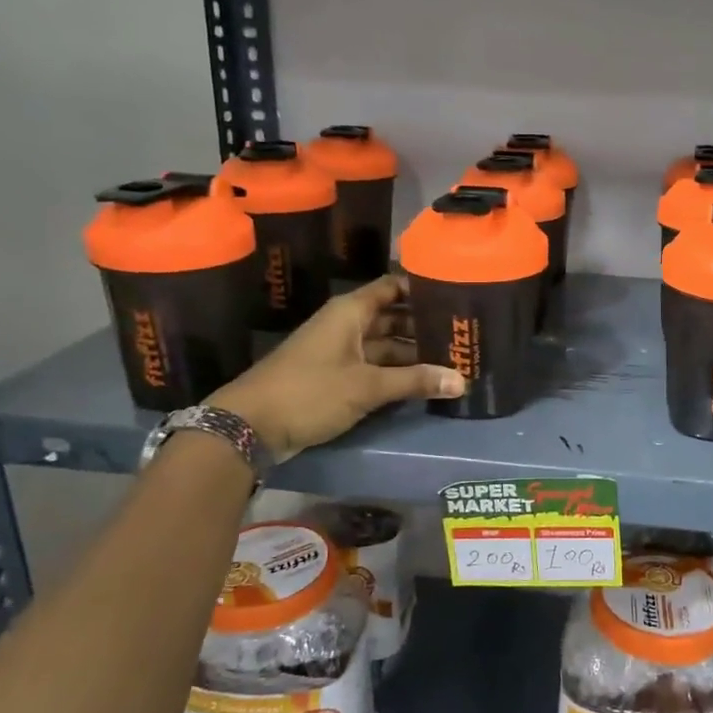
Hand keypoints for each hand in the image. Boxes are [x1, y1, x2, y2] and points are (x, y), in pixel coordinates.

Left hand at [208, 275, 463, 460]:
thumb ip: (415, 381)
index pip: (392, 287)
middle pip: (392, 317)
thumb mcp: (367, 386)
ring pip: (384, 345)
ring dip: (412, 353)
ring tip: (452, 359)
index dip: (421, 287)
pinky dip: (396, 372)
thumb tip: (462, 381)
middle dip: (423, 325)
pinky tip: (423, 381)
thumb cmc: (309, 392)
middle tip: (462, 333)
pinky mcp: (335, 378)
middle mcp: (346, 326)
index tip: (455, 293)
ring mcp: (339, 352)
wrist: (250, 426)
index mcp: (350, 312)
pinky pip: (373, 367)